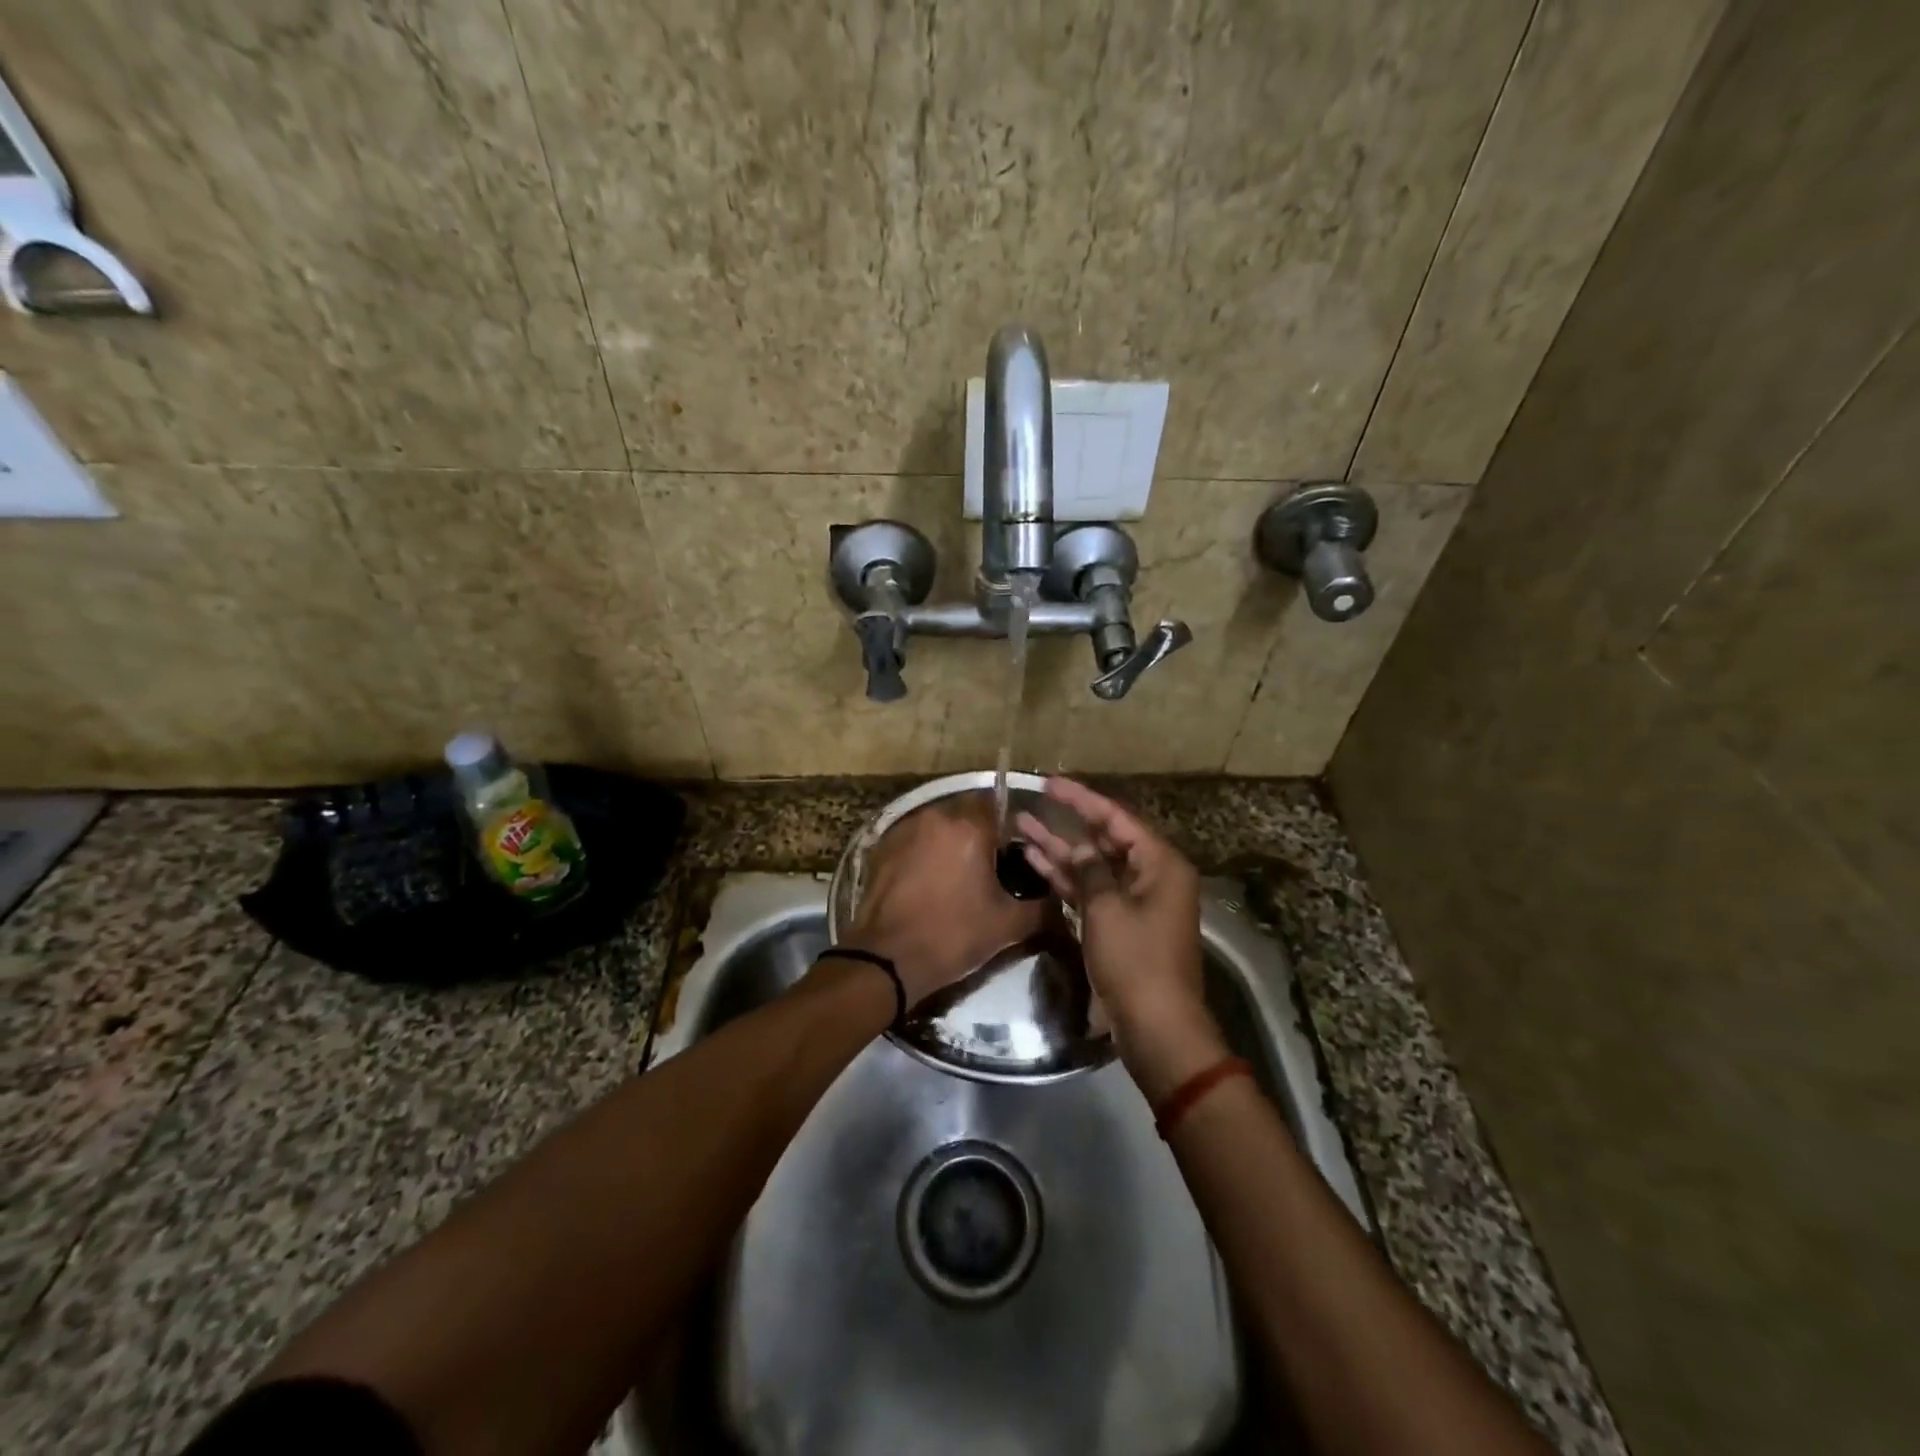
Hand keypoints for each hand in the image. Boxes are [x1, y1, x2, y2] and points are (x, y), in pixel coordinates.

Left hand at [841, 791, 1044, 1007]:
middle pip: (968, 814)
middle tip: (991, 866)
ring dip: (952, 842)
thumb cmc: (953, 936)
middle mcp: (936, 817)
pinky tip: (930, 880)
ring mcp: (904, 829)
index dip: (1013, 827)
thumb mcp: (1008, 925)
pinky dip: (926, 852)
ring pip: (939, 826)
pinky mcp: (882, 846)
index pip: (1001, 806)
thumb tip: (1060, 899)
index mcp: (970, 828)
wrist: (886, 960)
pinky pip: (915, 839)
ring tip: (959, 874)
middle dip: (981, 834)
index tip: (1019, 851)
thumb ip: (1042, 907)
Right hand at [1016, 779, 1226, 1100]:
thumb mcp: (1107, 908)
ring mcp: (1134, 901)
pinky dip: (1066, 879)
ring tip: (1022, 828)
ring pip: (1092, 866)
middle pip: (1104, 840)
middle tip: (1032, 804)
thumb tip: (1080, 848)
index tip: (1050, 783)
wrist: (1156, 1026)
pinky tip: (1034, 863)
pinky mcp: (1119, 925)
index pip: (1116, 818)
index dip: (1081, 799)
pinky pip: (1090, 892)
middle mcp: (1150, 876)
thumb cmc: (1136, 960)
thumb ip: (1090, 870)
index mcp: (1159, 863)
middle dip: (1067, 823)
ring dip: (1060, 850)